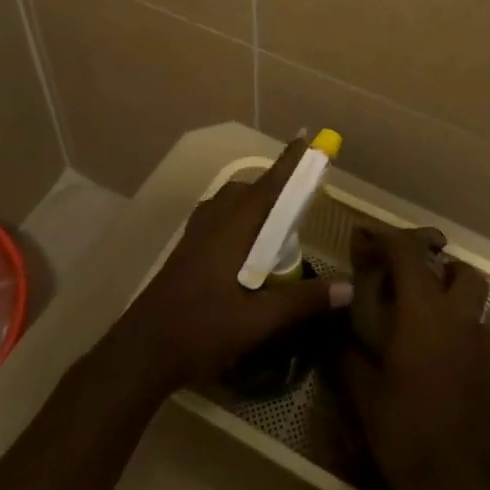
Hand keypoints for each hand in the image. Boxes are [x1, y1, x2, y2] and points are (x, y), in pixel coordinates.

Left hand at [111, 138, 352, 393]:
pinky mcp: (185, 251)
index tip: (306, 138)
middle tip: (298, 204)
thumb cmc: (201, 330)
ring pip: (228, 205)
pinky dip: (237, 221)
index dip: (288, 163)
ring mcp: (194, 236)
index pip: (267, 186)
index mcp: (231, 229)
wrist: (141, 351)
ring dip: (253, 205)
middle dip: (273, 188)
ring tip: (276, 229)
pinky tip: (245, 253)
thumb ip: (302, 301)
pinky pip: (217, 220)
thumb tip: (348, 287)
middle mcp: (212, 223)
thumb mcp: (258, 321)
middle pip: (246, 191)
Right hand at [339, 226, 489, 489]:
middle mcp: (457, 318)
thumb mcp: (364, 394)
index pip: (408, 255)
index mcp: (423, 315)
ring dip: (450, 287)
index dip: (386, 238)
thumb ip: (347, 353)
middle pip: (456, 268)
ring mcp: (479, 342)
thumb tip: (335, 327)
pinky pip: (476, 323)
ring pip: (473, 294)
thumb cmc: (407, 434)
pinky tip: (433, 344)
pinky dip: (458, 318)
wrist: (460, 487)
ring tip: (419, 306)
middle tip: (401, 275)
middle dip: (431, 261)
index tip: (365, 238)